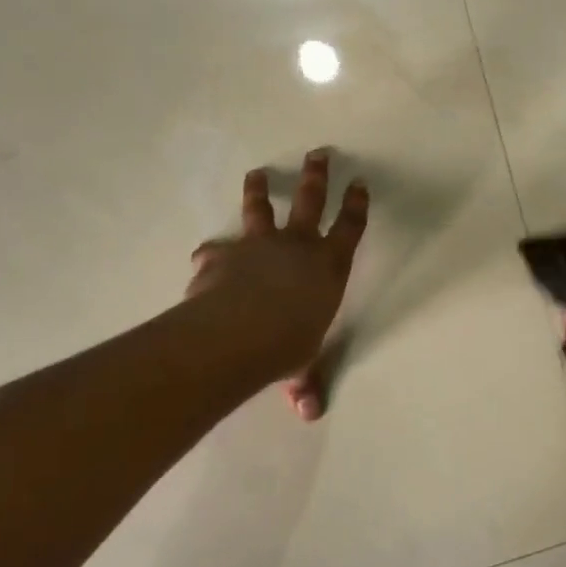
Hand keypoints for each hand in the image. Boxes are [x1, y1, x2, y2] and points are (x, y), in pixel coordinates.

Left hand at [187, 150, 368, 418]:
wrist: (237, 334)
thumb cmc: (286, 345)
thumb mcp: (301, 365)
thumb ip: (305, 382)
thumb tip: (310, 413)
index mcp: (328, 266)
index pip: (350, 228)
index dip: (356, 205)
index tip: (359, 183)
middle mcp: (296, 246)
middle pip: (310, 201)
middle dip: (317, 176)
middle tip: (319, 153)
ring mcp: (257, 245)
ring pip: (260, 209)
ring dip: (260, 190)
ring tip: (258, 173)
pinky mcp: (222, 255)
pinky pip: (217, 249)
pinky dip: (213, 252)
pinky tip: (206, 255)